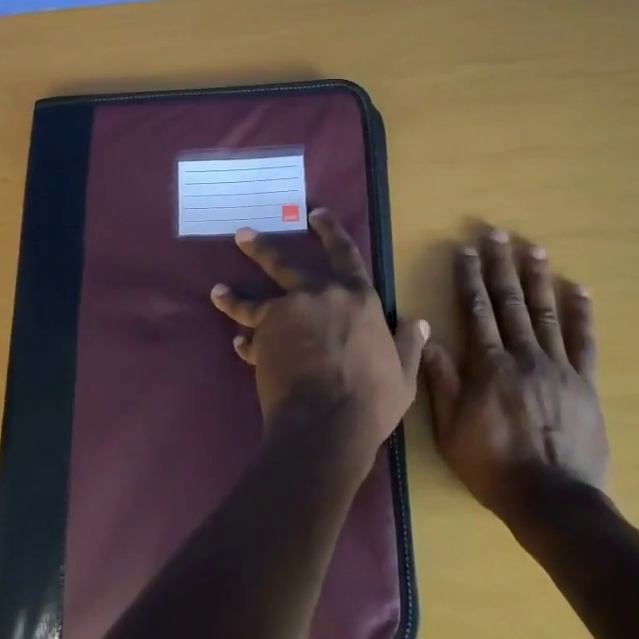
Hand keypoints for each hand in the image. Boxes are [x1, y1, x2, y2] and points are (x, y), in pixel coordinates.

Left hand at [210, 209, 427, 477]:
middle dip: (262, 248)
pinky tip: (237, 343)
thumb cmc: (371, 400)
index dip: (330, 231)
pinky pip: (250, 334)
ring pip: (254, 297)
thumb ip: (408, 345)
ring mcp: (286, 312)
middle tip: (242, 235)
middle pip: (284, 263)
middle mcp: (319, 295)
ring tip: (218, 290)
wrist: (327, 423)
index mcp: (357, 298)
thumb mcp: (402, 375)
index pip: (344, 253)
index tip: (315, 215)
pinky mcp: (263, 336)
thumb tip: (421, 323)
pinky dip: (244, 340)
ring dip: (234, 294)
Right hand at [424, 228, 607, 522]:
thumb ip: (440, 381)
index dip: (469, 278)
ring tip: (533, 249)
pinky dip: (582, 315)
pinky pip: (584, 343)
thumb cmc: (493, 466)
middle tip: (498, 234)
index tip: (466, 250)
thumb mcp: (451, 428)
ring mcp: (558, 368)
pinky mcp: (585, 384)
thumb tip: (427, 337)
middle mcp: (523, 356)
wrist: (552, 501)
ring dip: (538, 279)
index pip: (476, 310)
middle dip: (501, 266)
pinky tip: (579, 291)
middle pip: (510, 302)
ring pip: (545, 313)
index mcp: (488, 365)